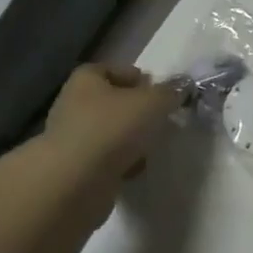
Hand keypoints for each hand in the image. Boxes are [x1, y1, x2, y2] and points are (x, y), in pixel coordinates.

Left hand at [40, 63, 182, 195]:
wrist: (75, 183)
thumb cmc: (112, 128)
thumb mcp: (153, 102)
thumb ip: (170, 93)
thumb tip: (180, 88)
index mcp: (86, 79)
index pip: (112, 69)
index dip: (137, 78)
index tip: (159, 93)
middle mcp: (73, 104)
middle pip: (112, 103)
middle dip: (136, 112)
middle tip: (161, 121)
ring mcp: (71, 138)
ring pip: (109, 133)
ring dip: (130, 140)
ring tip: (151, 148)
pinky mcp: (74, 170)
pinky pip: (104, 160)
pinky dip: (121, 164)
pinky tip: (135, 170)